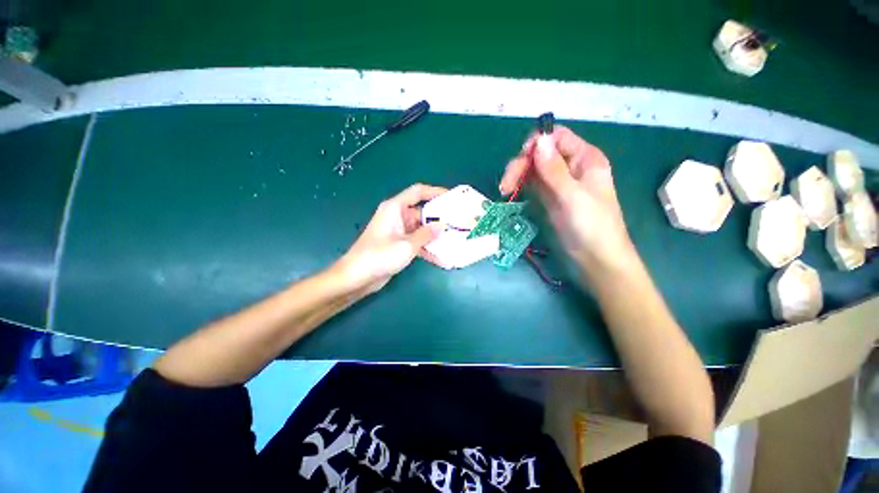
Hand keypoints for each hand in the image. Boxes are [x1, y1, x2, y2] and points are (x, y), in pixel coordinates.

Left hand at [334, 183, 446, 293]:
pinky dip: (427, 248)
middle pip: (422, 212)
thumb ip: (426, 234)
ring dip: (435, 236)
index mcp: (395, 208)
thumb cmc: (380, 256)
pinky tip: (442, 259)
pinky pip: (416, 242)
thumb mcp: (407, 245)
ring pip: (421, 229)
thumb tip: (443, 225)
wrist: (357, 277)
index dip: (435, 192)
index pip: (418, 192)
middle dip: (439, 219)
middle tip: (458, 223)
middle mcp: (397, 216)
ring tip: (455, 241)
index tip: (452, 198)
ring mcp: (398, 231)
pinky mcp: (398, 244)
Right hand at [500, 126, 633, 271]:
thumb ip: (554, 169)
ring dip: (517, 176)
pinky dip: (521, 186)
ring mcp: (559, 184)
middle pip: (541, 153)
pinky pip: (533, 185)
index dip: (537, 143)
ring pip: (534, 169)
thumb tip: (538, 140)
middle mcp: (571, 167)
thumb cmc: (591, 226)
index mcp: (585, 158)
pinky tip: (511, 194)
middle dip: (521, 165)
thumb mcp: (572, 196)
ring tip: (505, 191)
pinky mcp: (550, 198)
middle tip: (506, 185)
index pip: (557, 137)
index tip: (521, 161)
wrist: (596, 259)